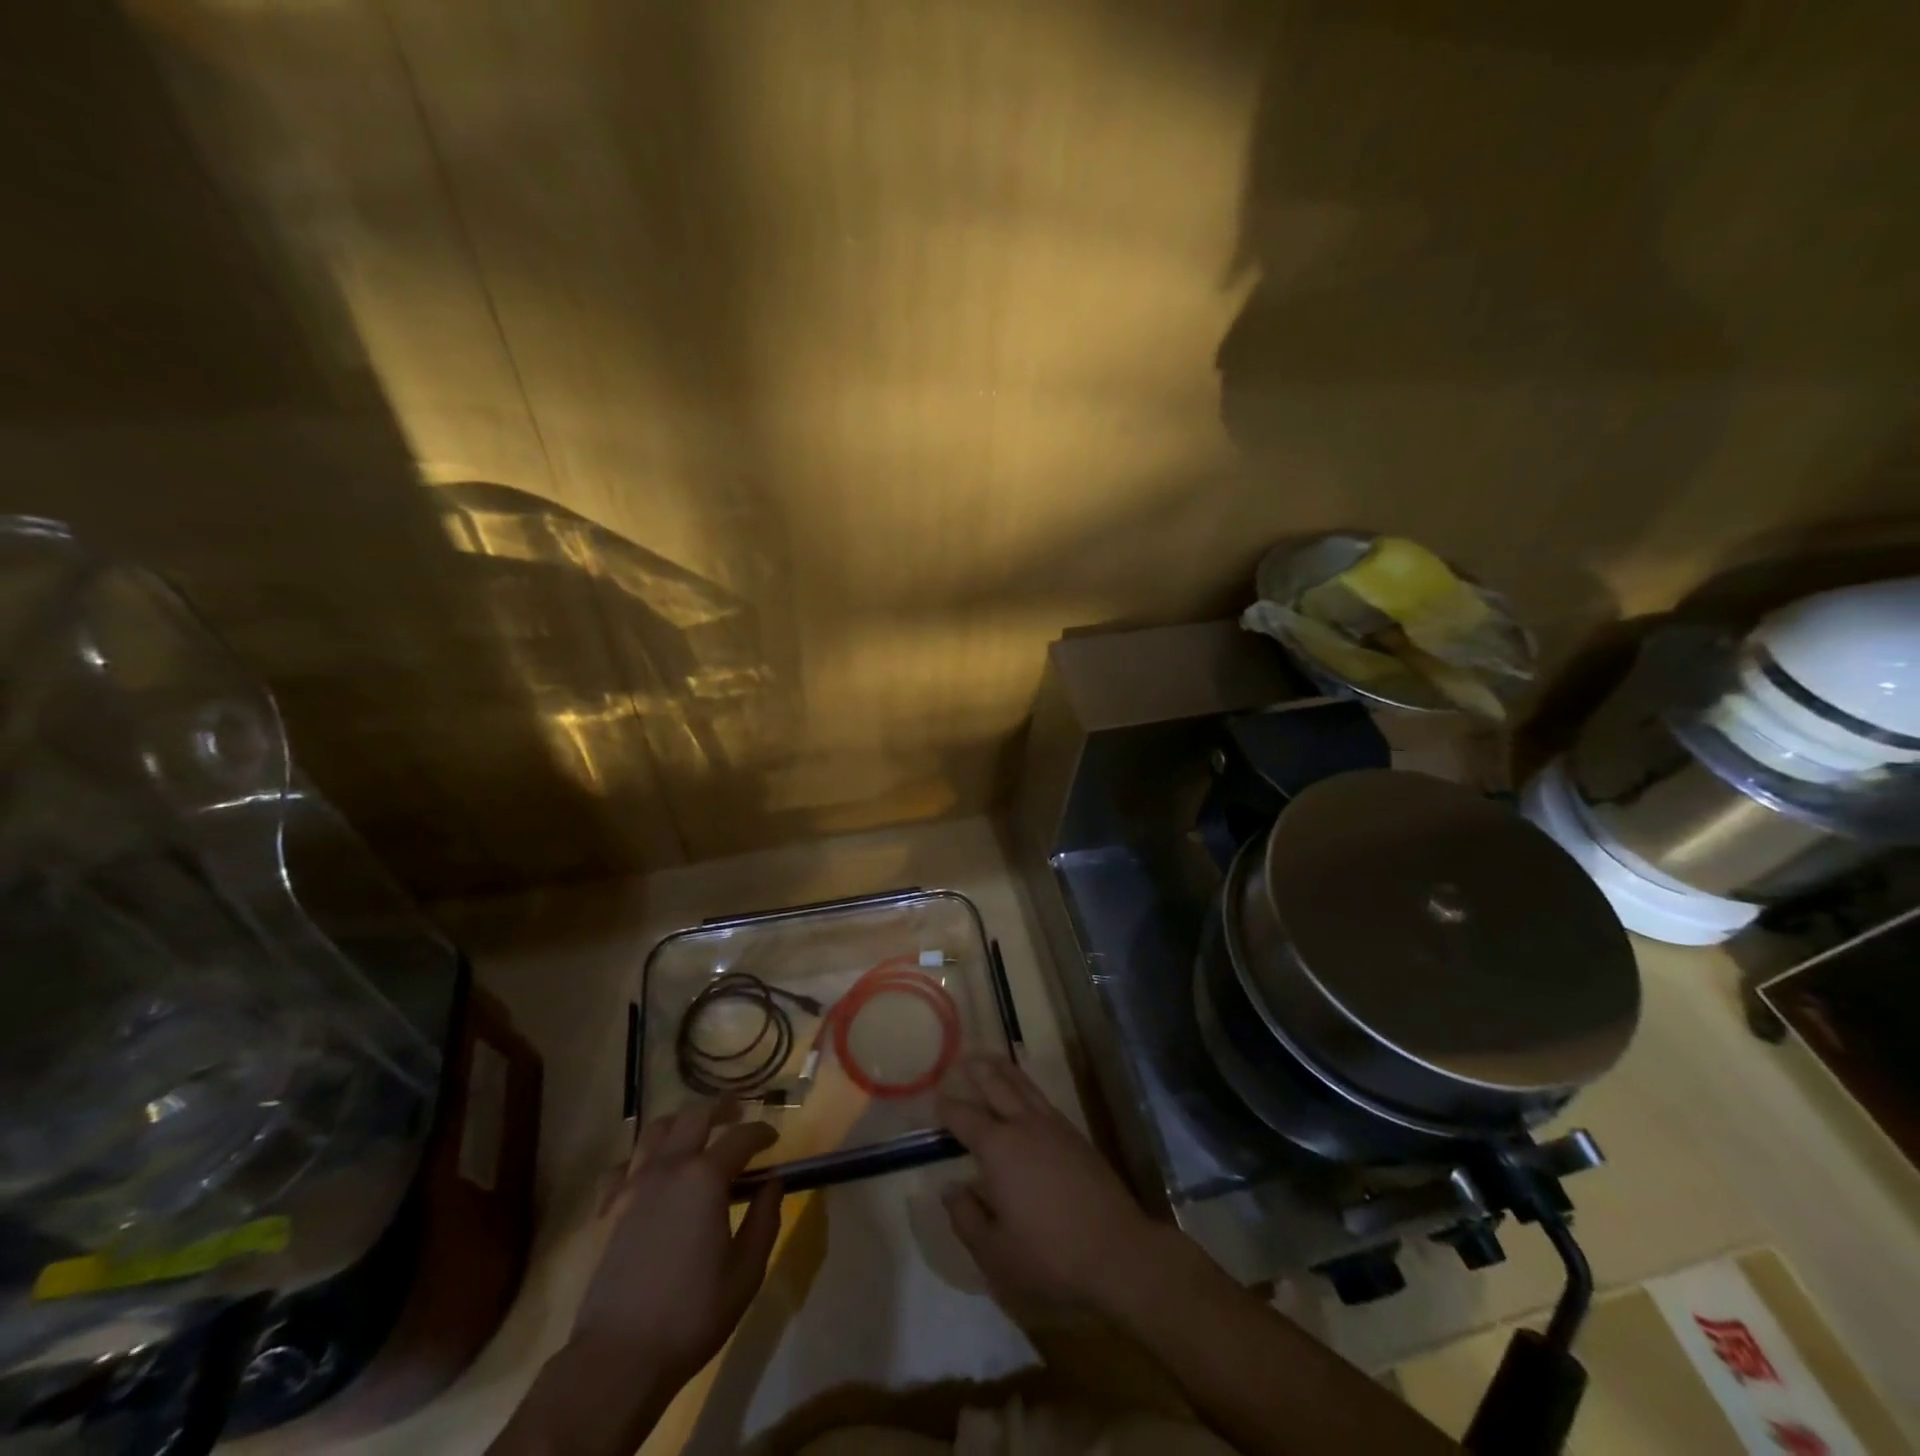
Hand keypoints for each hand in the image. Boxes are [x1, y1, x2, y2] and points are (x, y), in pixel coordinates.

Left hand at [572, 1102, 782, 1387]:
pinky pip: (624, 1165)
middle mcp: (669, 1168)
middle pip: (696, 1115)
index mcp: (706, 1178)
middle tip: (738, 1114)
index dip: (762, 1131)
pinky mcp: (608, 1209)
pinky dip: (642, 1158)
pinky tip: (651, 1173)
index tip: (774, 1138)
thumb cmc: (692, 1314)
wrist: (618, 1358)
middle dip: (722, 1108)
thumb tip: (773, 1183)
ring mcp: (633, 1185)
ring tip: (695, 1132)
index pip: (742, 1136)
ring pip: (656, 1129)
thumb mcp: (746, 1271)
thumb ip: (765, 1218)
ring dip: (681, 1123)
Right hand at [936, 1057, 1161, 1311]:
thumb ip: (966, 1218)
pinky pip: (1043, 1098)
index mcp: (998, 1149)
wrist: (1117, 1253)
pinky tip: (1025, 1094)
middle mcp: (1024, 1126)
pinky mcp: (1076, 1136)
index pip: (965, 1118)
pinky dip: (1027, 1086)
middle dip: (977, 1071)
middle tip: (961, 1059)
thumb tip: (950, 1188)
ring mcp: (1054, 1127)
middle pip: (997, 1086)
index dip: (948, 1107)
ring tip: (990, 1059)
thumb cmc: (1049, 1257)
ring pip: (1023, 1086)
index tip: (935, 1096)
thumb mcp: (995, 1254)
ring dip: (1004, 1070)